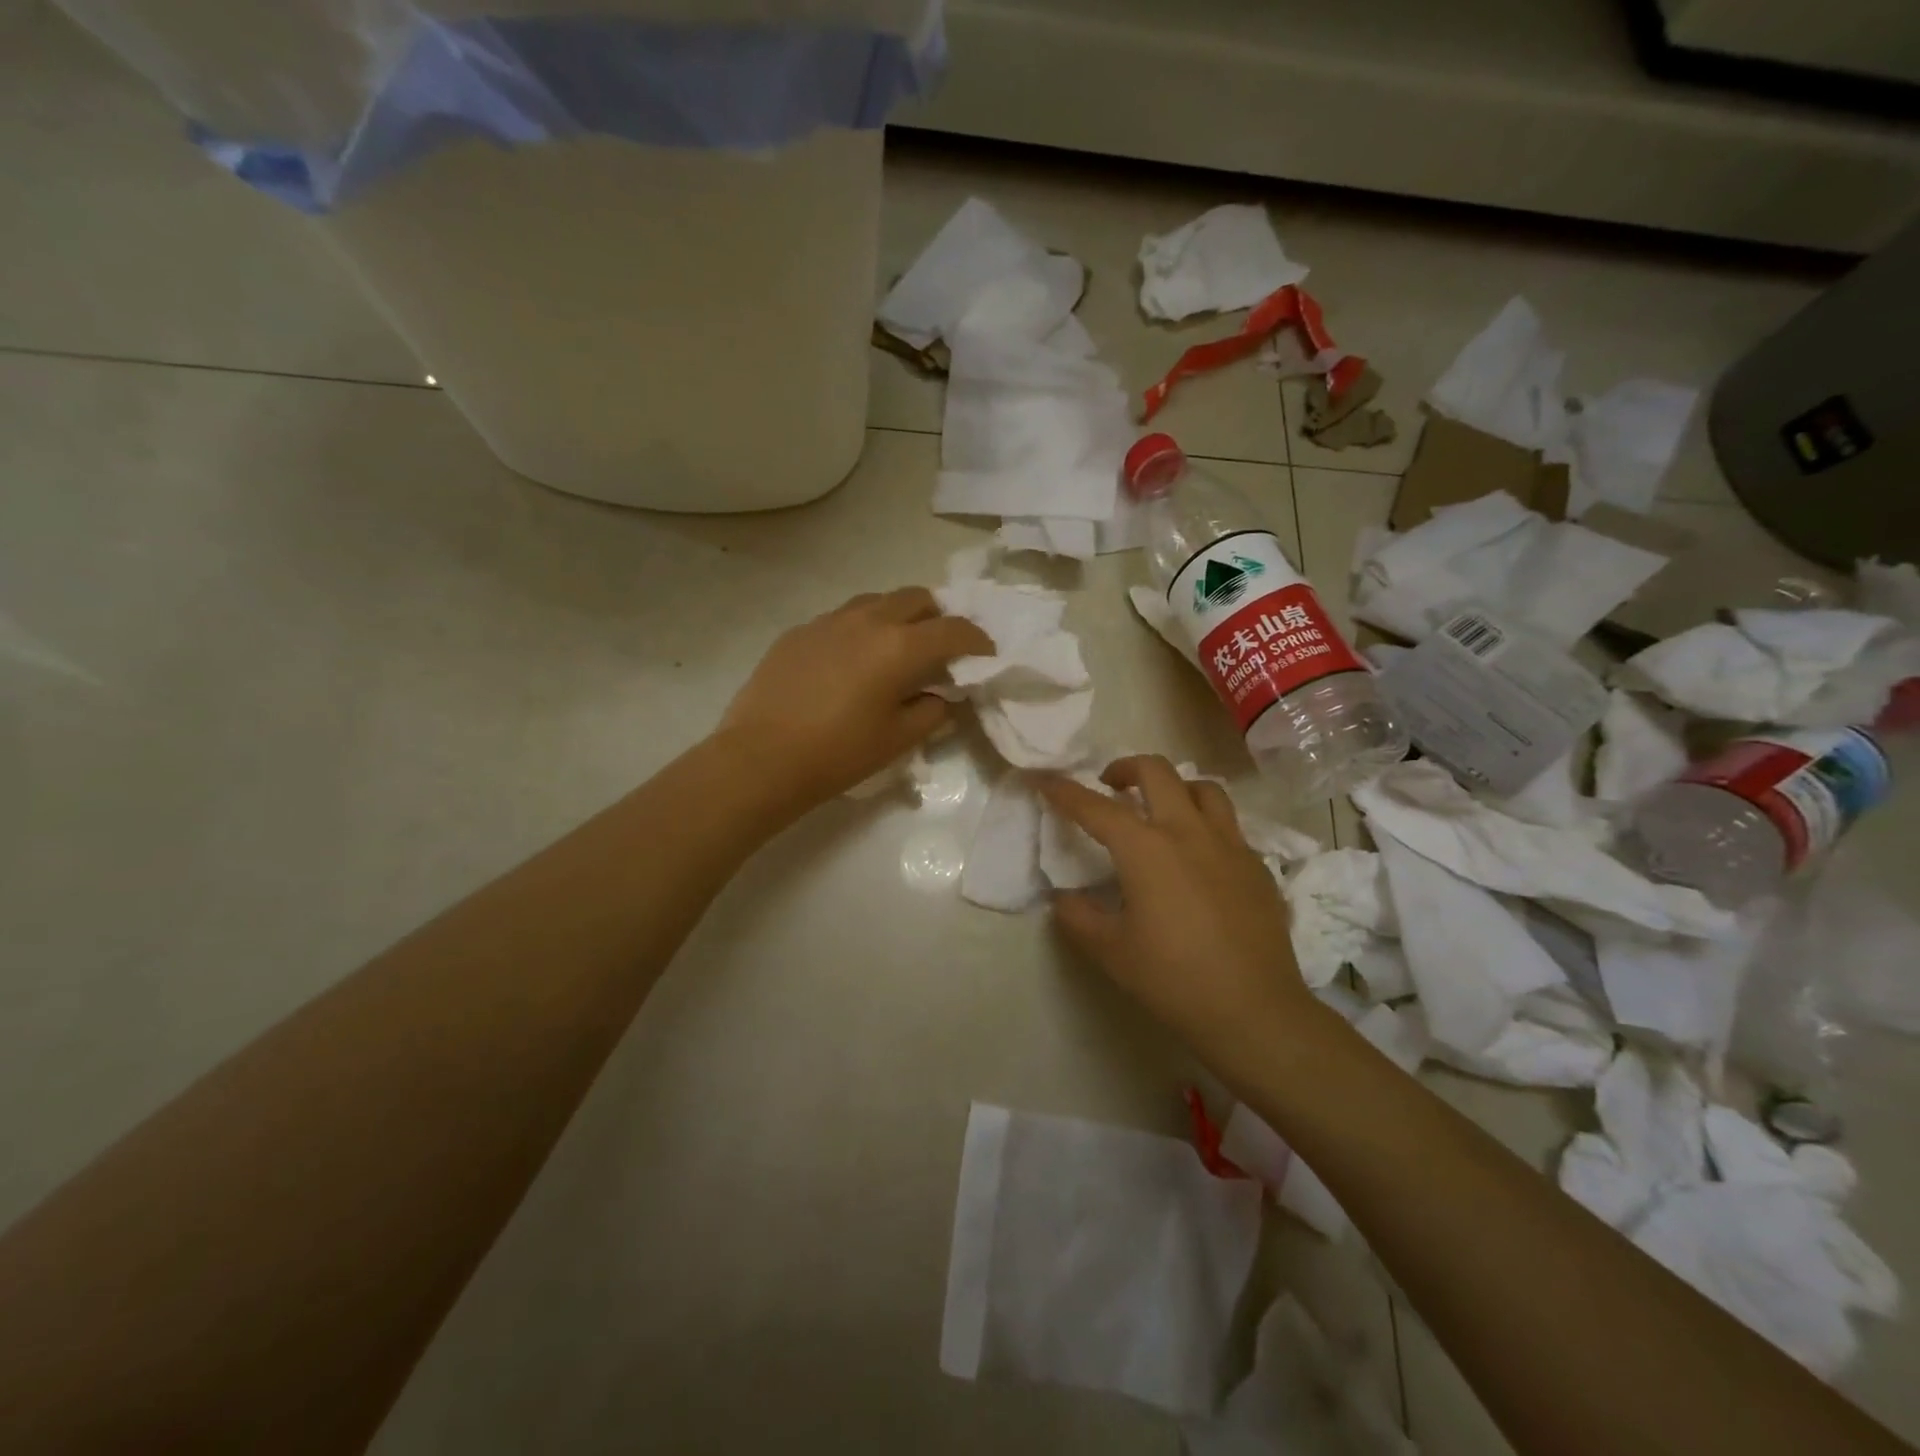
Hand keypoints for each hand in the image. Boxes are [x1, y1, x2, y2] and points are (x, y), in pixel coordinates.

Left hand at [718, 587, 992, 811]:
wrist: (761, 758)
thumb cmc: (839, 754)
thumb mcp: (898, 740)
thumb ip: (932, 711)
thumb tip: (943, 695)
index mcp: (900, 646)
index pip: (954, 630)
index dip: (977, 640)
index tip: (985, 653)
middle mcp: (868, 620)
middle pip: (917, 598)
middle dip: (938, 616)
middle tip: (940, 647)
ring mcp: (829, 621)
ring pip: (876, 601)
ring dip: (897, 616)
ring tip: (896, 647)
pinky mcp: (799, 631)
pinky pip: (842, 618)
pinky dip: (860, 629)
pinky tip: (851, 660)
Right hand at [1038, 755, 1315, 1064]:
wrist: (1254, 1010)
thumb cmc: (1173, 979)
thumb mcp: (1110, 951)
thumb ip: (1078, 917)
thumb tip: (1065, 898)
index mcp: (1145, 849)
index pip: (1095, 807)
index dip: (1064, 790)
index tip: (1045, 780)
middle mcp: (1188, 832)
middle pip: (1156, 771)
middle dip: (1125, 768)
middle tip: (1110, 787)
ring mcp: (1229, 845)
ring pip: (1203, 788)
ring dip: (1174, 787)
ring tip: (1160, 810)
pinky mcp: (1257, 865)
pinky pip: (1228, 825)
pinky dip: (1205, 823)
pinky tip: (1198, 856)